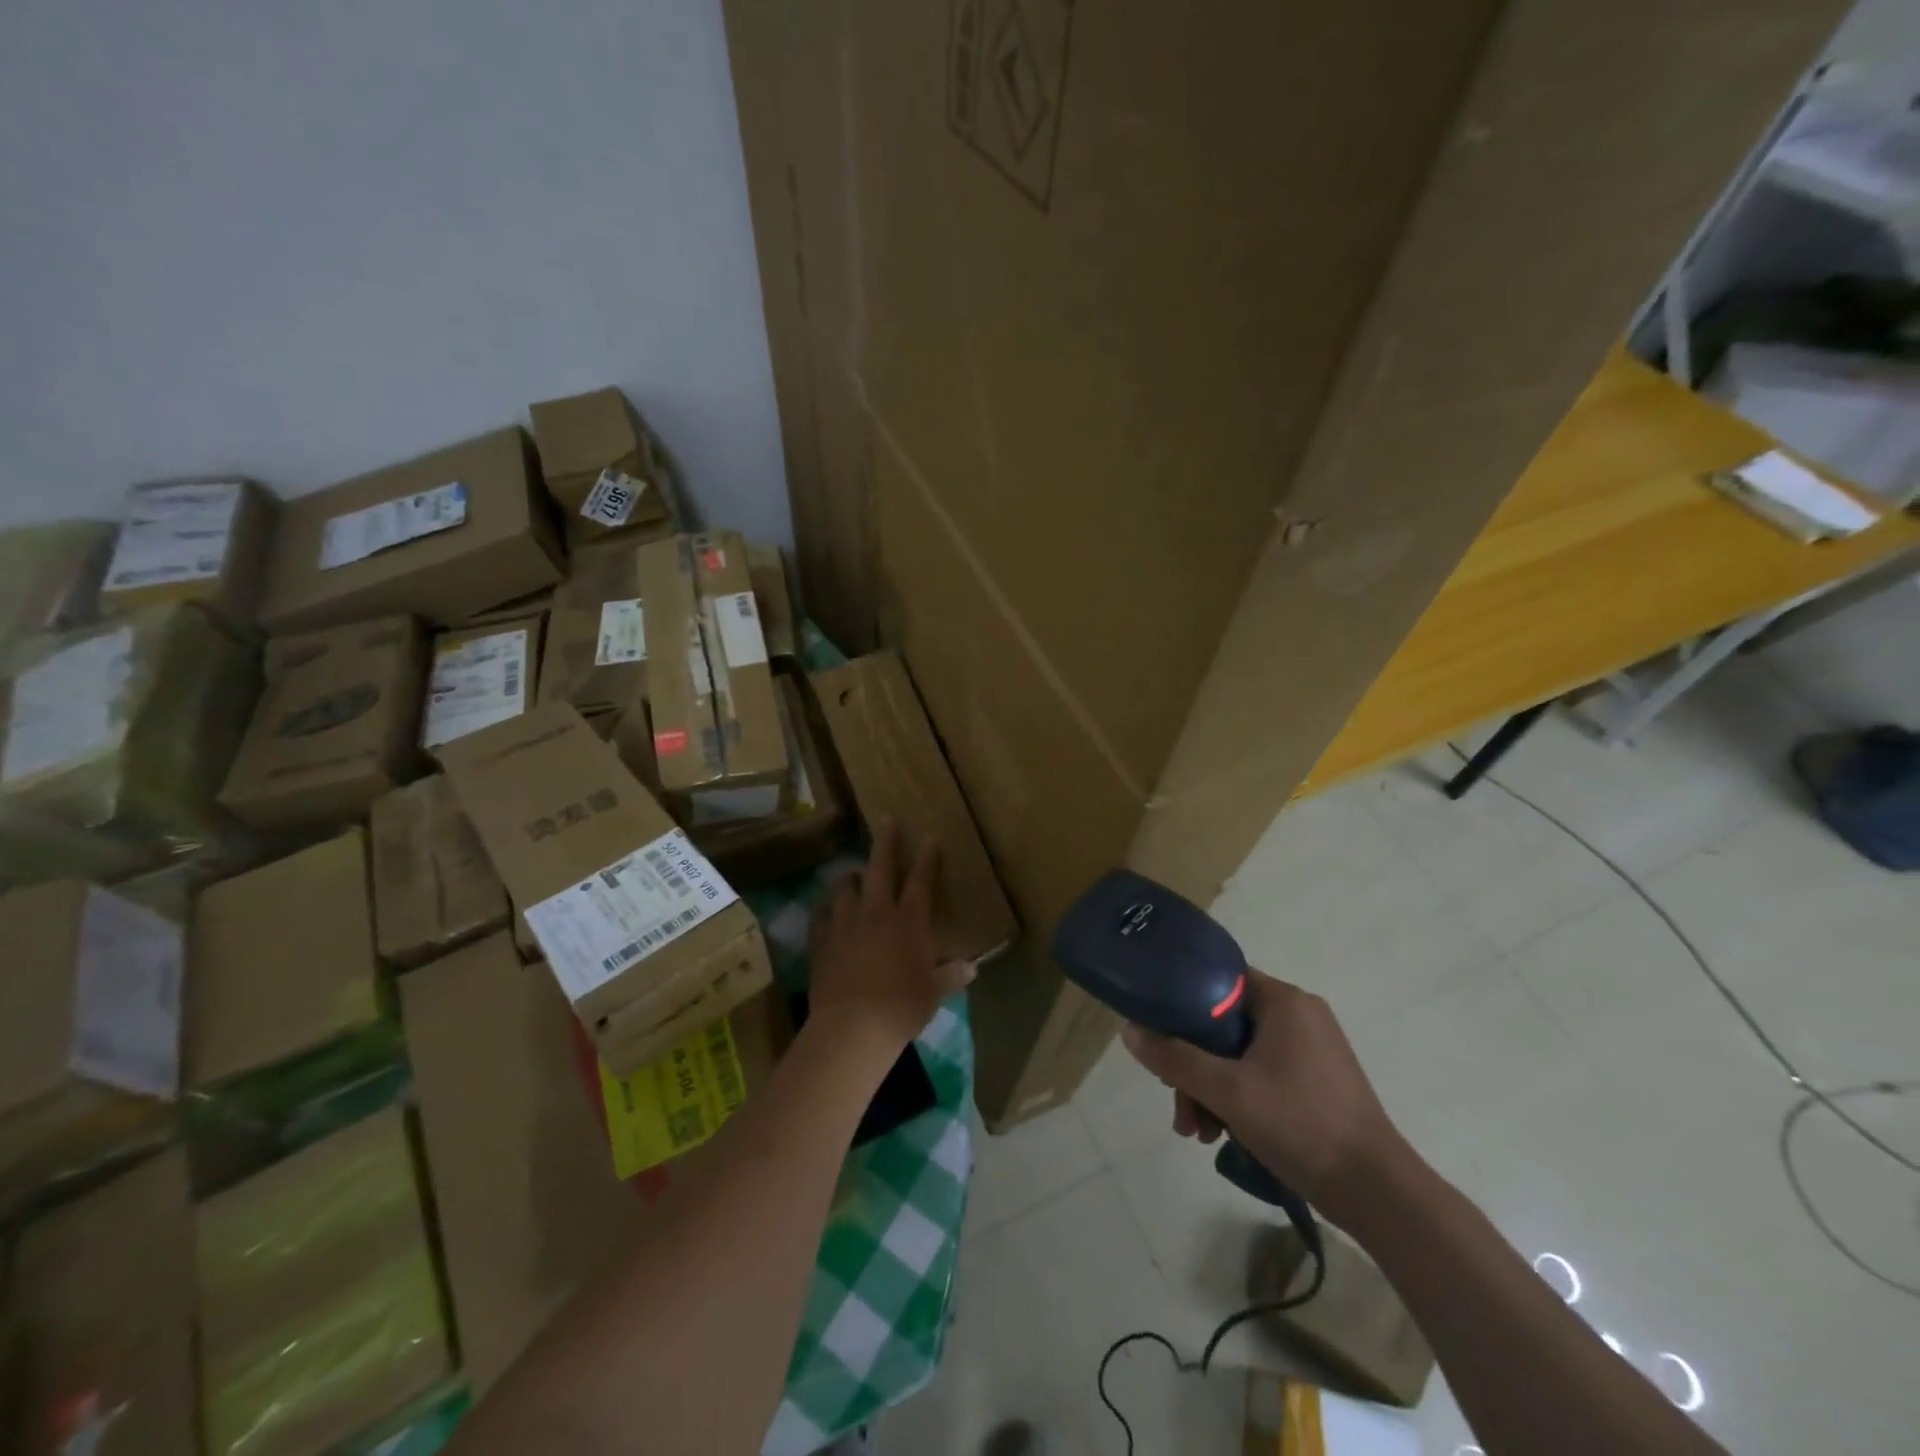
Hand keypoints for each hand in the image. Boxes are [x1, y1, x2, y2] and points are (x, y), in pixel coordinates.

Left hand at [808, 821, 974, 1056]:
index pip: (921, 881)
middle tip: (887, 819)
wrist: (851, 1027)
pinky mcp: (822, 942)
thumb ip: (950, 976)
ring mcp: (845, 924)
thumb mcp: (933, 994)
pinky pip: (822, 917)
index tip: (930, 837)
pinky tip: (827, 910)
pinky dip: (827, 909)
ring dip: (852, 877)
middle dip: (886, 842)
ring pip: (846, 888)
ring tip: (854, 873)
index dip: (928, 858)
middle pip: (881, 868)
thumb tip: (971, 969)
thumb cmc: (901, 1008)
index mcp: (909, 921)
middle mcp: (877, 913)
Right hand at [1120, 970, 1405, 1220]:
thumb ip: (1174, 1058)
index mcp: (1284, 1001)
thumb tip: (1129, 1031)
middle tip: (1178, 1105)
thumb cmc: (1300, 1125)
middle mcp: (1300, 1014)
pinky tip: (1223, 1134)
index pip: (1219, 980)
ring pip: (1240, 1054)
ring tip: (1198, 1133)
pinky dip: (1238, 1097)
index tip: (1160, 1038)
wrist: (1377, 1193)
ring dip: (1211, 1089)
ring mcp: (1312, 1048)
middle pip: (1225, 1024)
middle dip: (1194, 1065)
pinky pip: (1262, 1073)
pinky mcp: (1317, 1079)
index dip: (1182, 1003)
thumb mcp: (1227, 1091)